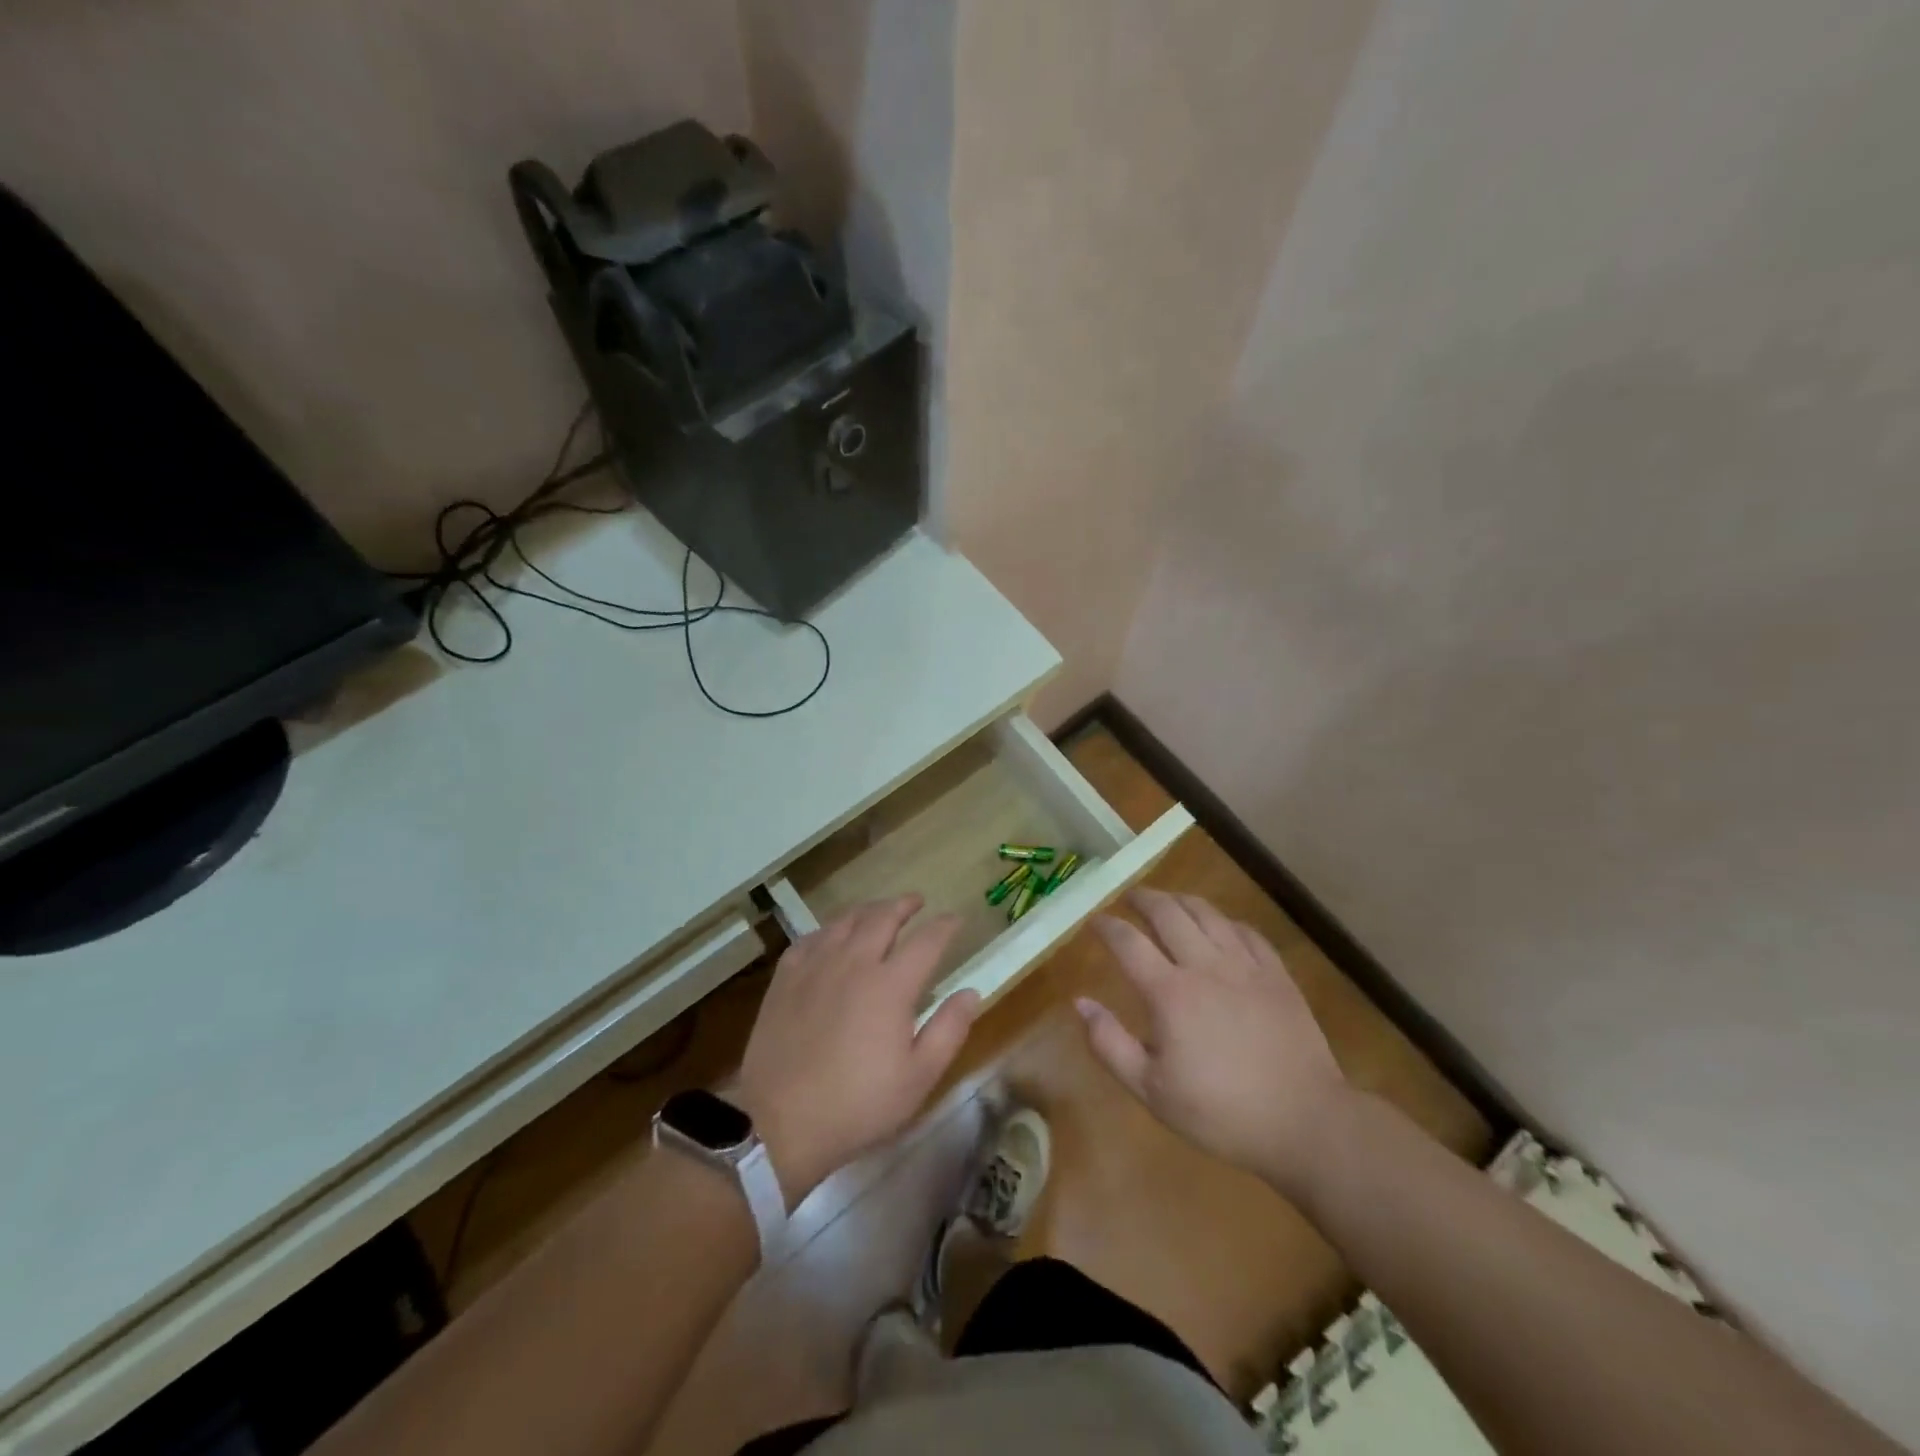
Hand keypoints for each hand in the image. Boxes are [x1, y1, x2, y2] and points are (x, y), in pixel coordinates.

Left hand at [733, 895, 977, 1207]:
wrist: (779, 1121)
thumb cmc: (858, 1104)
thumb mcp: (918, 1078)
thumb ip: (949, 1030)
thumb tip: (971, 992)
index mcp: (891, 984)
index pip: (926, 940)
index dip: (945, 926)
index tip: (956, 919)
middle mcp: (854, 962)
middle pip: (883, 917)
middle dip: (904, 905)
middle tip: (916, 902)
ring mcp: (816, 966)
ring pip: (845, 921)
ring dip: (868, 910)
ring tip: (878, 911)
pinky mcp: (786, 978)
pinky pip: (811, 938)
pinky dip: (829, 929)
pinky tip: (831, 936)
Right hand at [1078, 889, 1349, 1198]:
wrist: (1304, 1122)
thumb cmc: (1221, 1112)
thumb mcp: (1152, 1091)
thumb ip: (1110, 1044)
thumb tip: (1080, 1002)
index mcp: (1169, 993)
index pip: (1128, 942)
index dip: (1106, 926)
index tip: (1093, 920)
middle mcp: (1204, 966)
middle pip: (1168, 913)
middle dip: (1144, 899)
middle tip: (1130, 897)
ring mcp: (1245, 966)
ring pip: (1208, 913)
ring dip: (1181, 901)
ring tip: (1169, 901)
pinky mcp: (1277, 975)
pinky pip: (1247, 931)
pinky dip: (1225, 921)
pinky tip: (1221, 926)